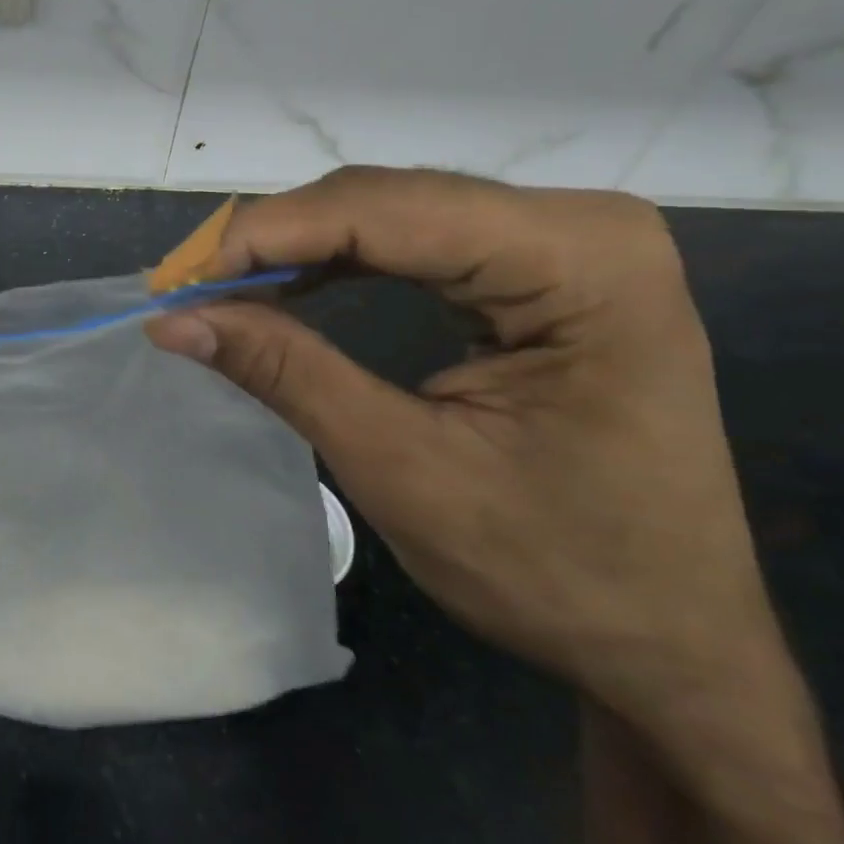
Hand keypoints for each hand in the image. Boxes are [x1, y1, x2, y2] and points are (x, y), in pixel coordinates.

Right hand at [147, 166, 774, 719]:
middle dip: (273, 240)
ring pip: (390, 212)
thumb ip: (287, 374)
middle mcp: (580, 225)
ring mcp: (564, 242)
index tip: (176, 278)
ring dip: (296, 247)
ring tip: (220, 289)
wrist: (671, 643)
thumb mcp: (404, 470)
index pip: (388, 211)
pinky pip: (413, 240)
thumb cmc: (558, 573)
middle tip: (185, 289)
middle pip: (386, 199)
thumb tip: (172, 319)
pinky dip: (336, 260)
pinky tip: (287, 285)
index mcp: (582, 262)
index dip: (266, 235)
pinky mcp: (539, 268)